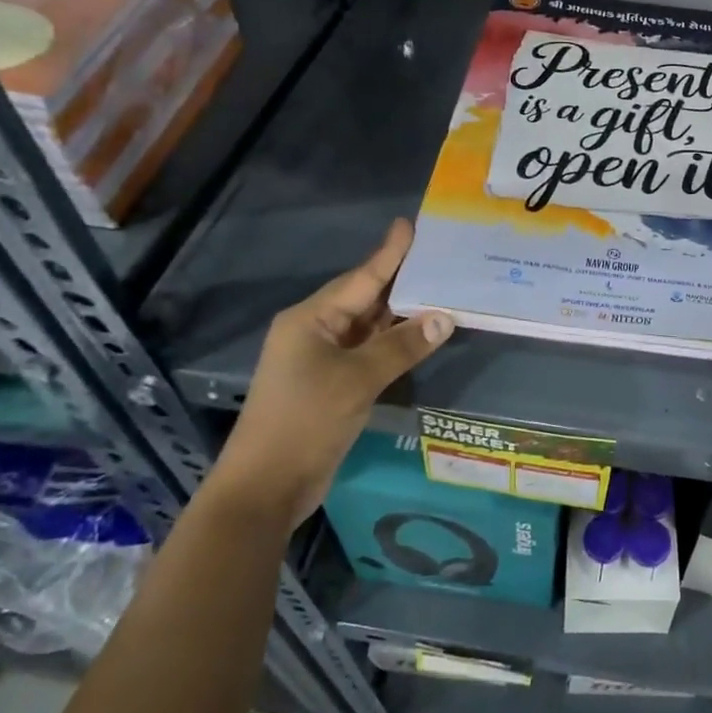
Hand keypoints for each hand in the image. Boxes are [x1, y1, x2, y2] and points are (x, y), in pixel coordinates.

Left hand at [210, 219, 452, 525]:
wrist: (266, 487)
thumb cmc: (305, 421)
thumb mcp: (357, 379)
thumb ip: (402, 346)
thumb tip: (445, 318)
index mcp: (311, 319)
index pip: (361, 278)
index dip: (388, 253)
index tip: (410, 225)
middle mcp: (315, 332)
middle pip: (365, 298)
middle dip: (401, 281)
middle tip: (439, 258)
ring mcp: (322, 360)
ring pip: (369, 327)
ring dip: (401, 314)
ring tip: (441, 290)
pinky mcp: (331, 385)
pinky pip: (369, 352)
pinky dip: (394, 343)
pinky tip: (421, 336)